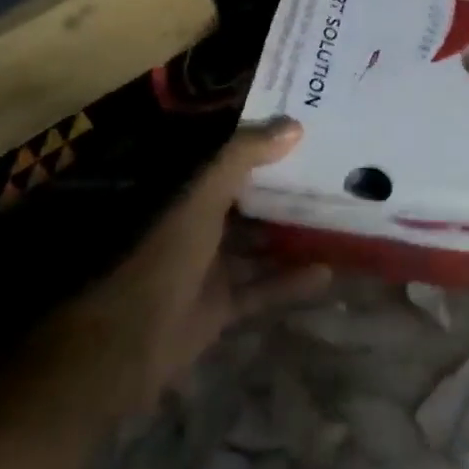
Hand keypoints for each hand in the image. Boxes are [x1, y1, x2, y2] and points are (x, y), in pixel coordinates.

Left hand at [32, 119, 329, 418]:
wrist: (132, 343)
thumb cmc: (167, 257)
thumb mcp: (204, 198)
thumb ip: (243, 158)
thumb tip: (294, 125)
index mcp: (190, 195)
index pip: (231, 161)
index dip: (262, 144)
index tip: (303, 130)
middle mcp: (201, 226)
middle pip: (249, 202)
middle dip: (284, 190)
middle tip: (331, 175)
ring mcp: (211, 268)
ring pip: (259, 246)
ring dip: (291, 236)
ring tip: (335, 221)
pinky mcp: (222, 306)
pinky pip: (264, 288)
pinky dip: (291, 282)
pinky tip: (326, 272)